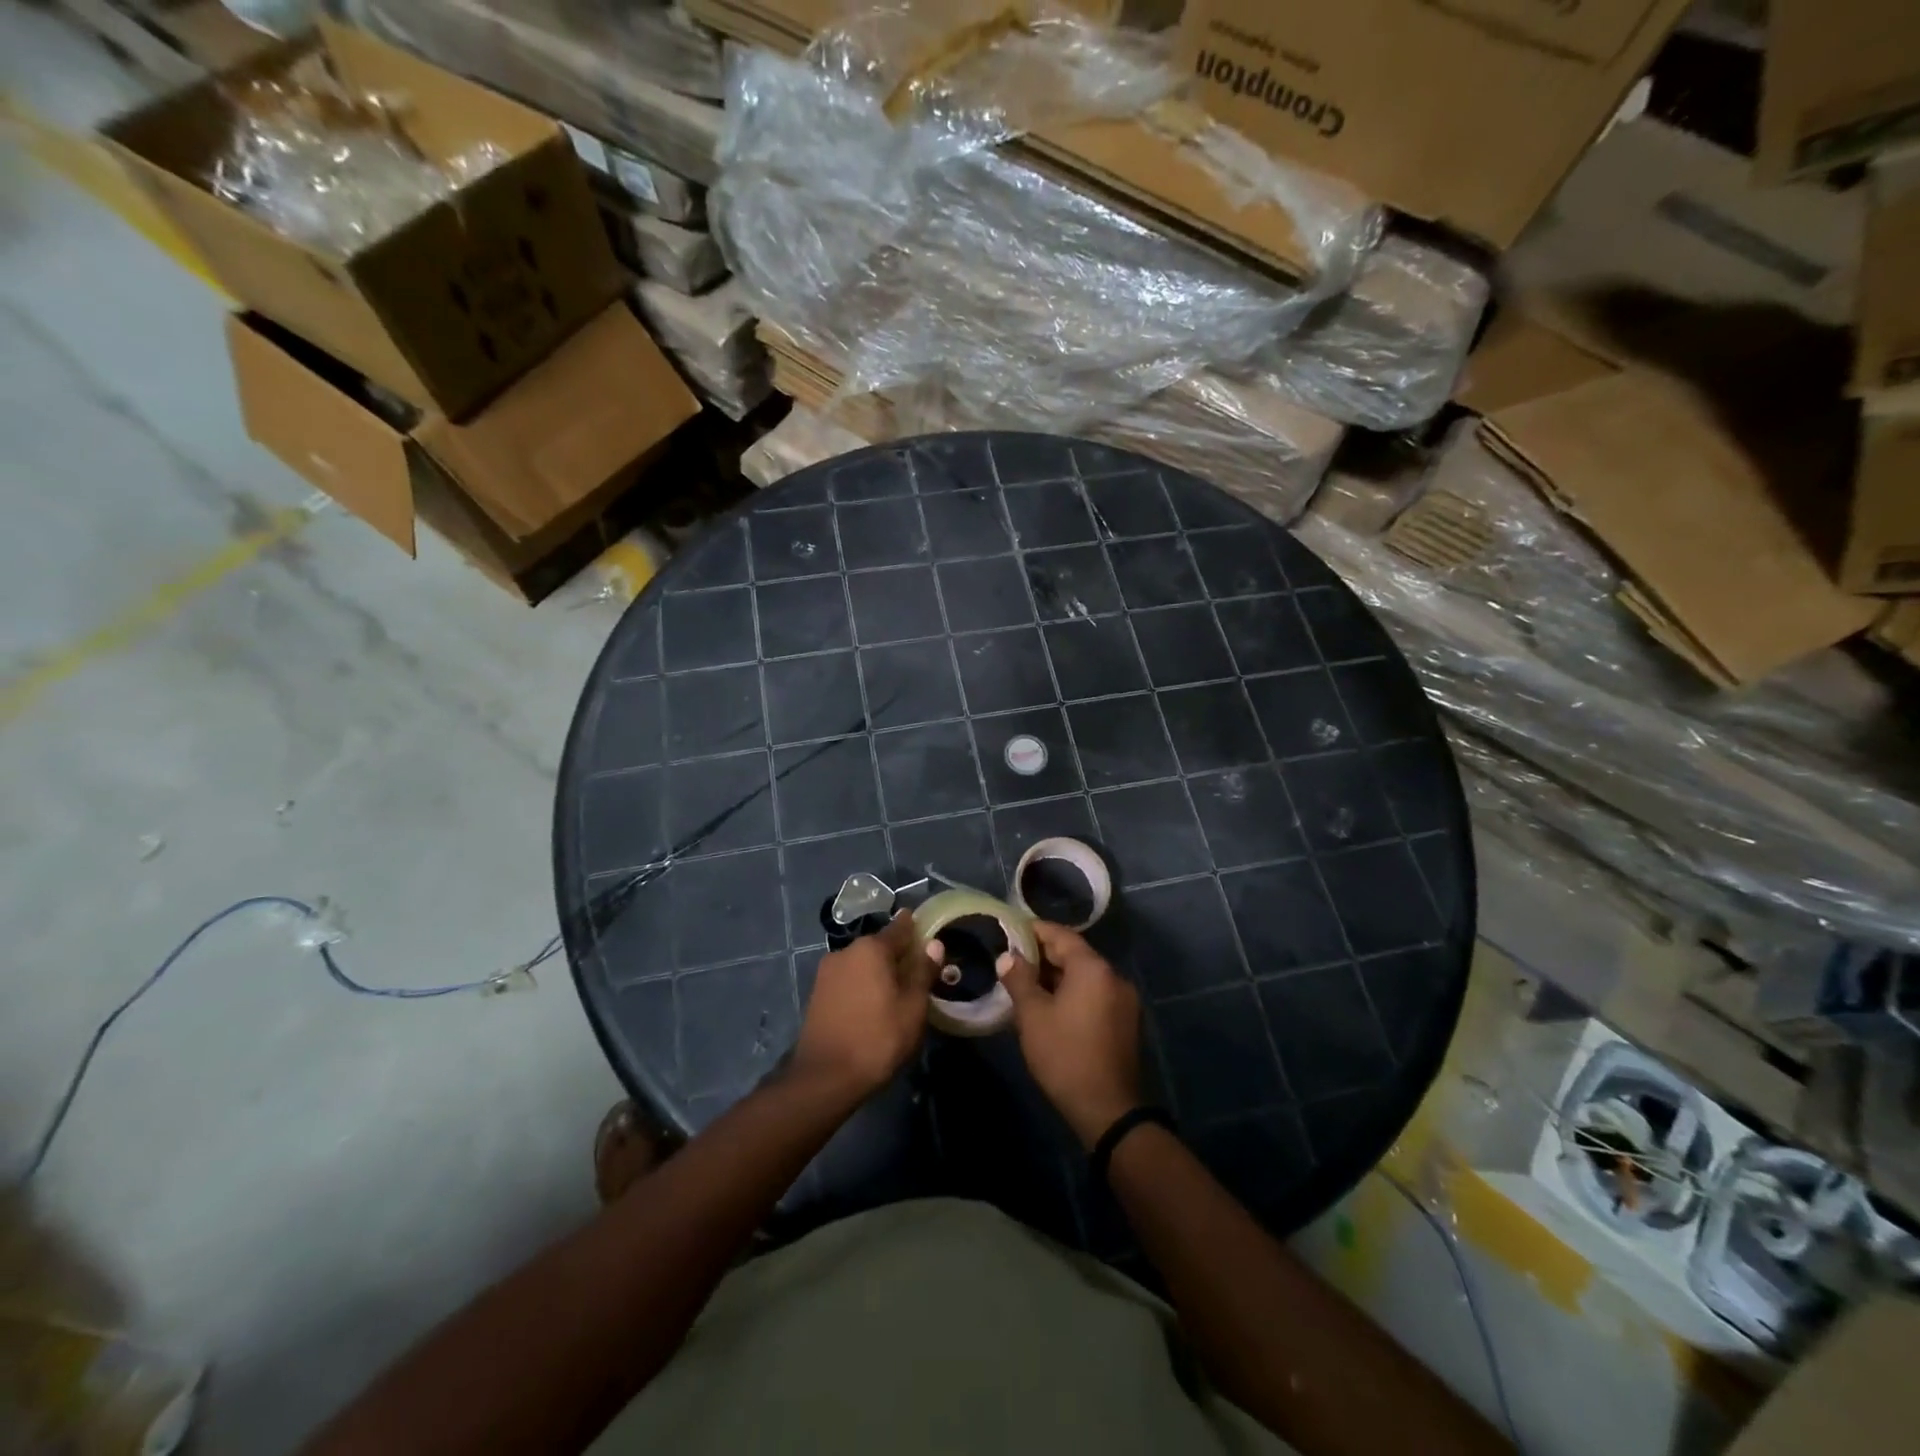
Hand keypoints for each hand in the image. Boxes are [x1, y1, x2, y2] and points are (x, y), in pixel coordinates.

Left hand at [791, 911, 934, 1102]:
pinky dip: (863, 984)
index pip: (899, 928)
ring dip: (879, 971)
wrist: (825, 1077)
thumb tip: (934, 944)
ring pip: (862, 963)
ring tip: (897, 991)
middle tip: (918, 971)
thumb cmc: (878, 1039)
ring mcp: (827, 972)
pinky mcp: (818, 993)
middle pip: (879, 946)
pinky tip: (873, 1004)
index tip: (927, 929)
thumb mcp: (912, 1007)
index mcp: (871, 949)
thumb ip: (923, 972)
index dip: (916, 928)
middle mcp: (846, 951)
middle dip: (898, 954)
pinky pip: (849, 979)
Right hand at [997, 922, 1141, 1146]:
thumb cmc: (1065, 1055)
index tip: (1010, 932)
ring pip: (1085, 976)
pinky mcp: (1125, 1022)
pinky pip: (1095, 994)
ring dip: (1057, 976)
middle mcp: (1114, 976)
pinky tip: (1051, 1006)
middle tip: (1012, 961)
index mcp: (1093, 968)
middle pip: (1075, 954)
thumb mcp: (1033, 1015)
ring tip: (1026, 984)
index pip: (1061, 935)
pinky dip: (1073, 993)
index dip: (1034, 931)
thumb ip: (1019, 979)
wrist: (1108, 1109)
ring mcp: (1124, 1000)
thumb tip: (1008, 957)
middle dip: (1043, 955)